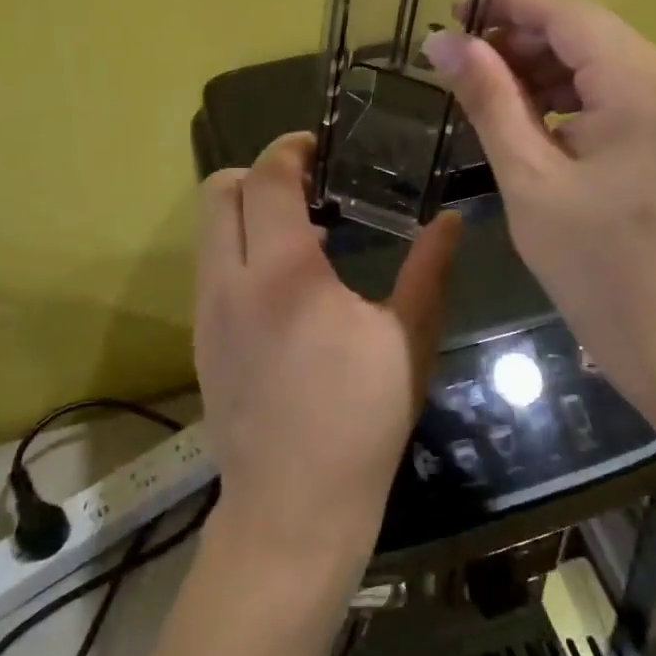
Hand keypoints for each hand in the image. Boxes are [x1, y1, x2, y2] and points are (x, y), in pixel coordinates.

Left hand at [194, 131, 461, 572]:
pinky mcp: (201, 340)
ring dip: (247, 212)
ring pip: (208, 229)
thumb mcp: (408, 340)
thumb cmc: (360, 421)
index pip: (268, 178)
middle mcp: (230, 280)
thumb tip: (453, 220)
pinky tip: (285, 285)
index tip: (319, 146)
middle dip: (258, 172)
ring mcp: (207, 312)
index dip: (290, 149)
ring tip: (302, 233)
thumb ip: (429, 270)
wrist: (292, 509)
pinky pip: (210, 268)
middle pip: (218, 190)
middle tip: (308, 185)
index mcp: (284, 271)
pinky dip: (239, 250)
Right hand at [422, 0, 655, 415]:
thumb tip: (442, 43)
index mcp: (639, 83)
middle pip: (584, 29)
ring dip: (542, 67)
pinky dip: (570, 94)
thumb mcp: (528, 178)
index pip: (565, 11)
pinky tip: (531, 119)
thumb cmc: (594, 263)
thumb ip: (488, 99)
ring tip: (488, 95)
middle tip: (460, 65)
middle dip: (519, 39)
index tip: (451, 16)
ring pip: (598, 57)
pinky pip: (616, 88)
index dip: (504, 4)